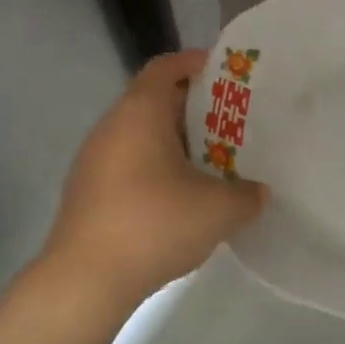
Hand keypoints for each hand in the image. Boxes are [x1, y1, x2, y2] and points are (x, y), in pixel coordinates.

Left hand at [41, 50, 268, 308]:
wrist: (85, 280)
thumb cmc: (154, 224)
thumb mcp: (218, 210)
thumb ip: (247, 195)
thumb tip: (259, 193)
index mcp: (140, 113)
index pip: (166, 67)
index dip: (195, 63)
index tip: (225, 74)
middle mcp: (112, 126)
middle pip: (154, 100)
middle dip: (193, 109)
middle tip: (230, 124)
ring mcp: (93, 160)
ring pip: (140, 135)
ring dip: (174, 142)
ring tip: (211, 162)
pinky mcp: (87, 191)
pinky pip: (127, 163)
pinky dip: (154, 168)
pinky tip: (178, 198)